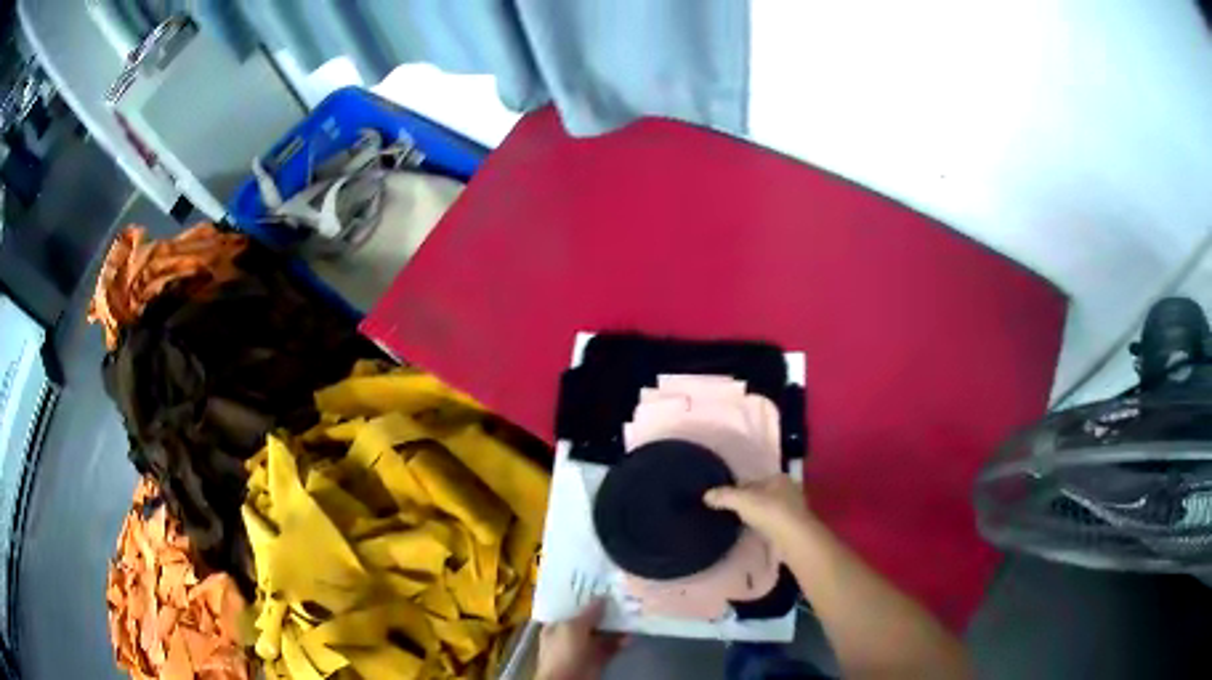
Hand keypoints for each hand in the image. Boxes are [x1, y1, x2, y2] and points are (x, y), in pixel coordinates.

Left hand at [536, 599, 627, 679]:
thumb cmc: (563, 652)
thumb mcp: (573, 628)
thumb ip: (588, 613)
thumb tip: (602, 597)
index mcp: (557, 626)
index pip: (571, 608)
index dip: (585, 599)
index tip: (603, 588)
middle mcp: (570, 635)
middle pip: (590, 620)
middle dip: (605, 612)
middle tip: (624, 599)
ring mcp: (584, 649)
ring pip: (603, 634)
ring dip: (616, 627)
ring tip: (632, 616)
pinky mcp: (597, 660)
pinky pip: (611, 648)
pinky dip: (620, 642)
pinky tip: (630, 636)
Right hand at [703, 474, 817, 546]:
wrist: (794, 538)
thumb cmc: (770, 512)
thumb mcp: (742, 501)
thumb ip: (724, 496)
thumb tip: (706, 495)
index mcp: (779, 478)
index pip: (753, 481)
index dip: (738, 490)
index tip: (725, 500)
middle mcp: (789, 490)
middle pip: (762, 495)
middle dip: (750, 502)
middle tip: (731, 512)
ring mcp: (793, 509)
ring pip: (769, 509)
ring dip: (758, 515)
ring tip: (741, 524)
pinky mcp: (794, 527)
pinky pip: (774, 523)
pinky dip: (765, 526)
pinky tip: (756, 533)